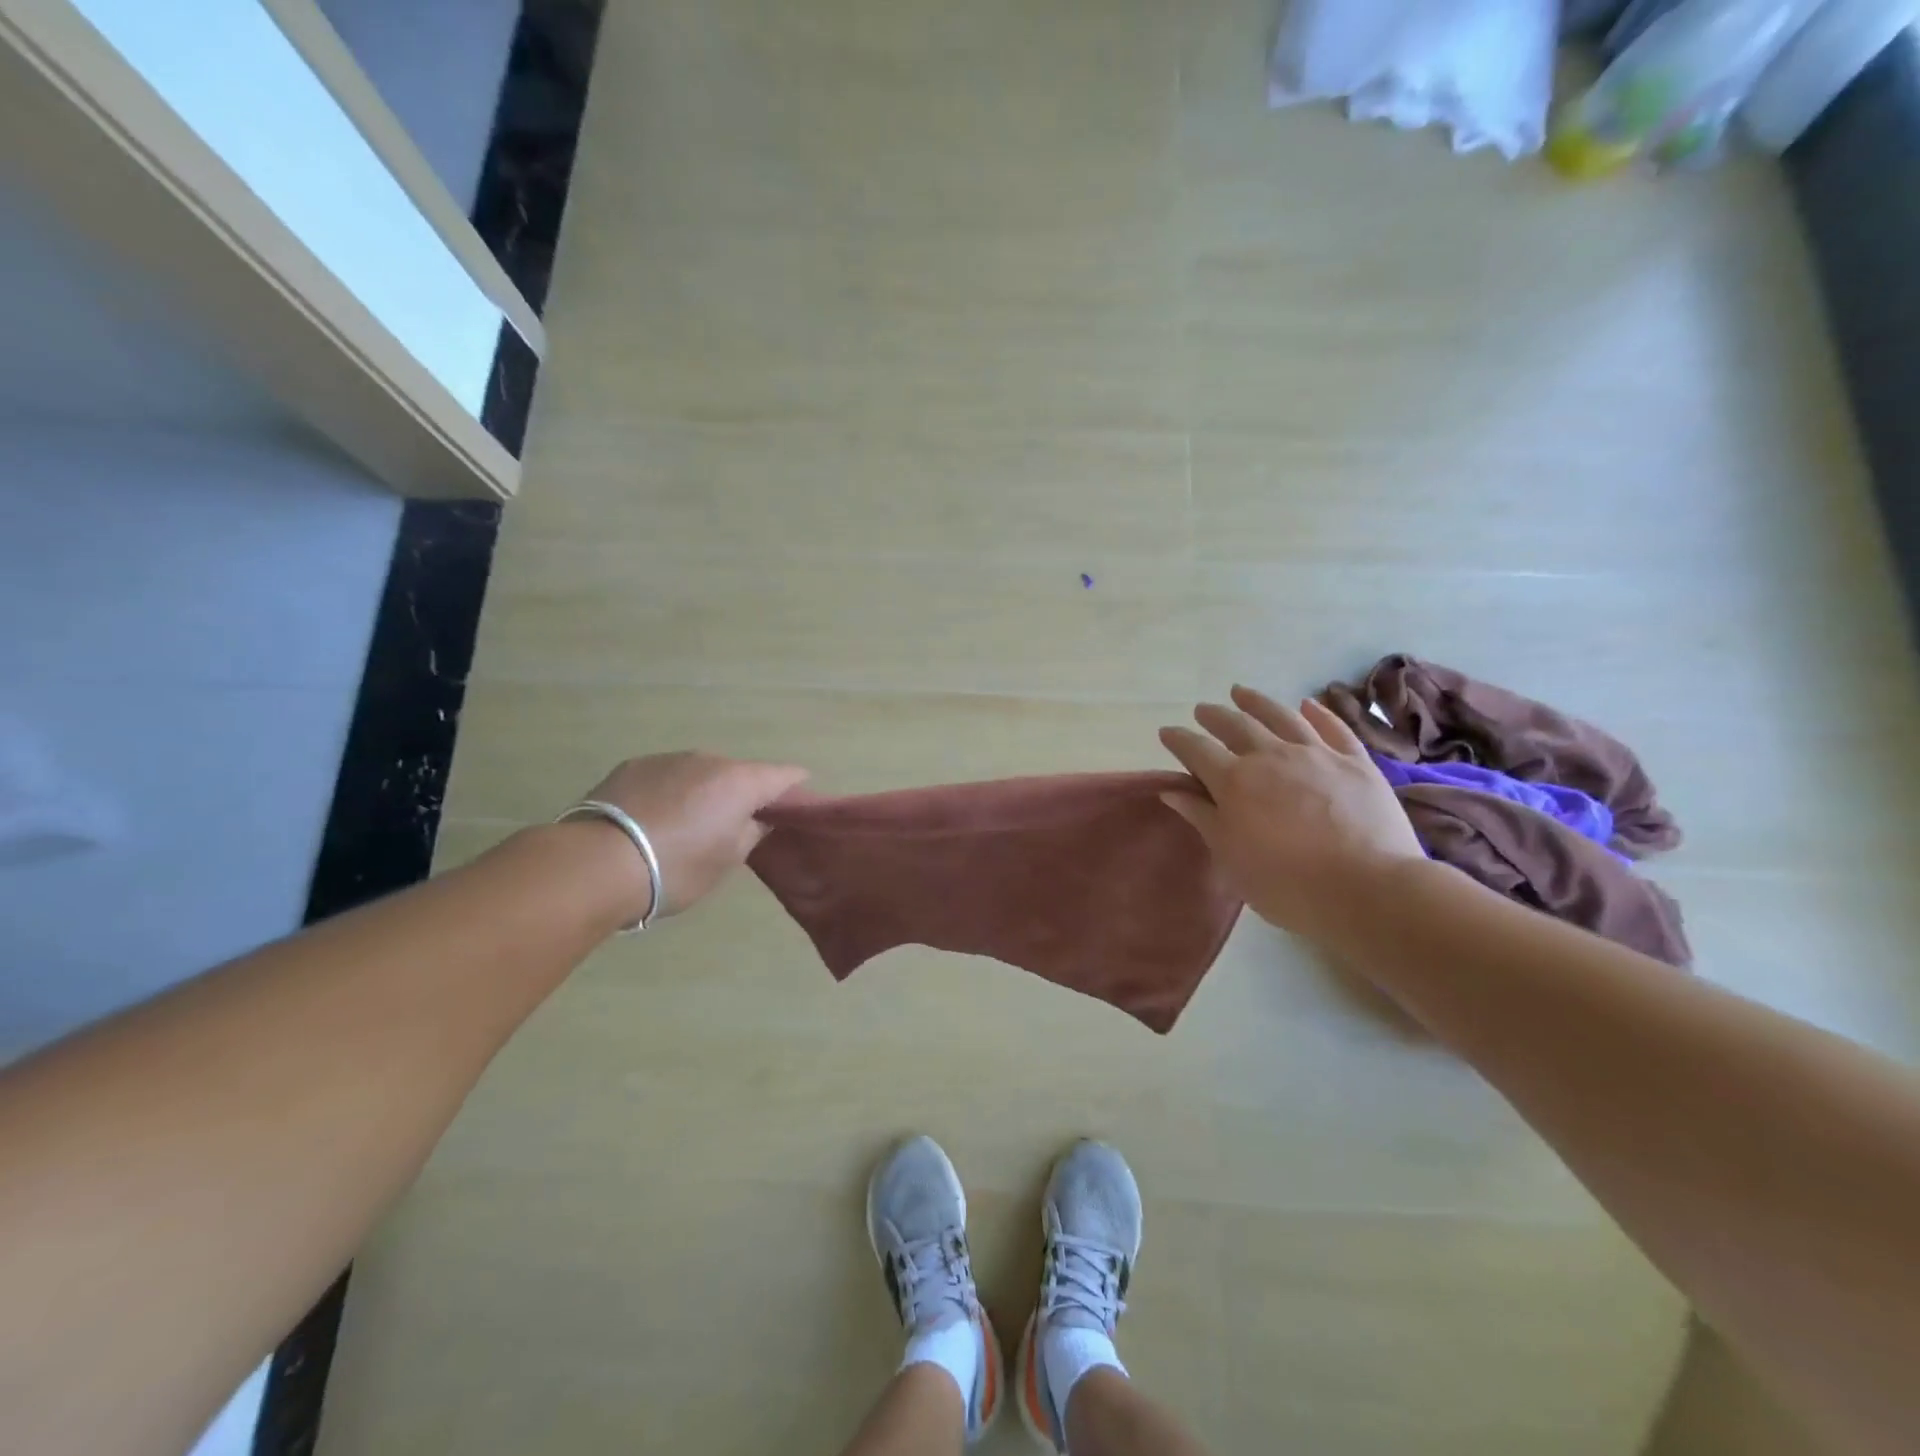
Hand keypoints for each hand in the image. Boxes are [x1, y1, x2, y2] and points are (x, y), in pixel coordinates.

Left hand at [580, 752, 807, 917]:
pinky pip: (667, 776)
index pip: (783, 774)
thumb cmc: (676, 867)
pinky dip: (671, 792)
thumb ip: (750, 833)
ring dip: (704, 791)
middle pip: (739, 773)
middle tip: (737, 824)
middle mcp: (708, 759)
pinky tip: (655, 819)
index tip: (797, 803)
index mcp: (740, 781)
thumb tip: (756, 819)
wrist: (596, 864)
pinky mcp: (632, 766)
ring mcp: (668, 759)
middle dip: (744, 793)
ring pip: (700, 772)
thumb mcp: (726, 860)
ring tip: (689, 824)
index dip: (795, 787)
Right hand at [1159, 685, 1423, 948]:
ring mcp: (1317, 755)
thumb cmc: (1287, 884)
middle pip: (1236, 726)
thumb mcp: (1231, 858)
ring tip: (1241, 692)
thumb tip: (1171, 791)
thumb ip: (1202, 819)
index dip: (1179, 739)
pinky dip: (1318, 713)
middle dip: (1214, 716)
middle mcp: (1271, 757)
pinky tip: (1308, 704)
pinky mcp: (1356, 762)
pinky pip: (1334, 728)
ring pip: (1281, 716)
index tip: (1167, 732)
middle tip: (1202, 711)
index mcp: (1234, 782)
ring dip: (1257, 702)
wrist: (1367, 889)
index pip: (1197, 750)